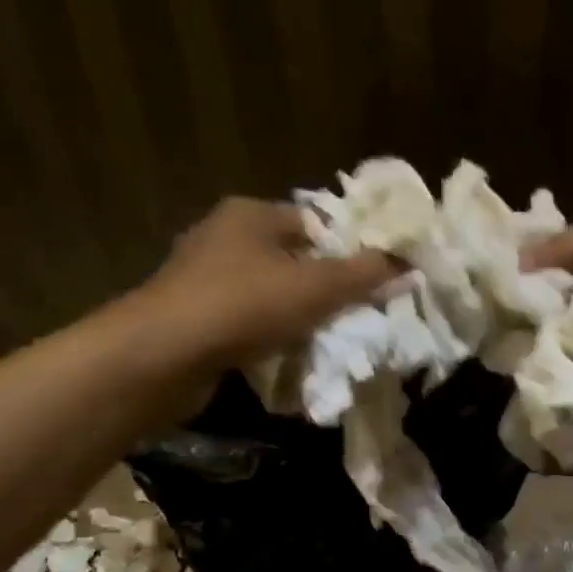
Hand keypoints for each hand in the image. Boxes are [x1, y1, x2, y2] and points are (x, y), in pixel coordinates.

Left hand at [143, 197, 401, 366]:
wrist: (165, 354)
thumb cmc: (245, 306)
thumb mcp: (316, 288)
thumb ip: (363, 275)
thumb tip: (407, 264)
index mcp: (251, 214)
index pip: (313, 222)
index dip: (347, 249)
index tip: (372, 282)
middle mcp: (223, 237)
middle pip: (291, 259)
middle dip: (323, 289)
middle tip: (356, 316)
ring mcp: (203, 278)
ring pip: (268, 294)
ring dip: (295, 317)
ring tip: (326, 341)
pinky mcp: (193, 317)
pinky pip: (245, 322)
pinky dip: (267, 337)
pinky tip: (285, 357)